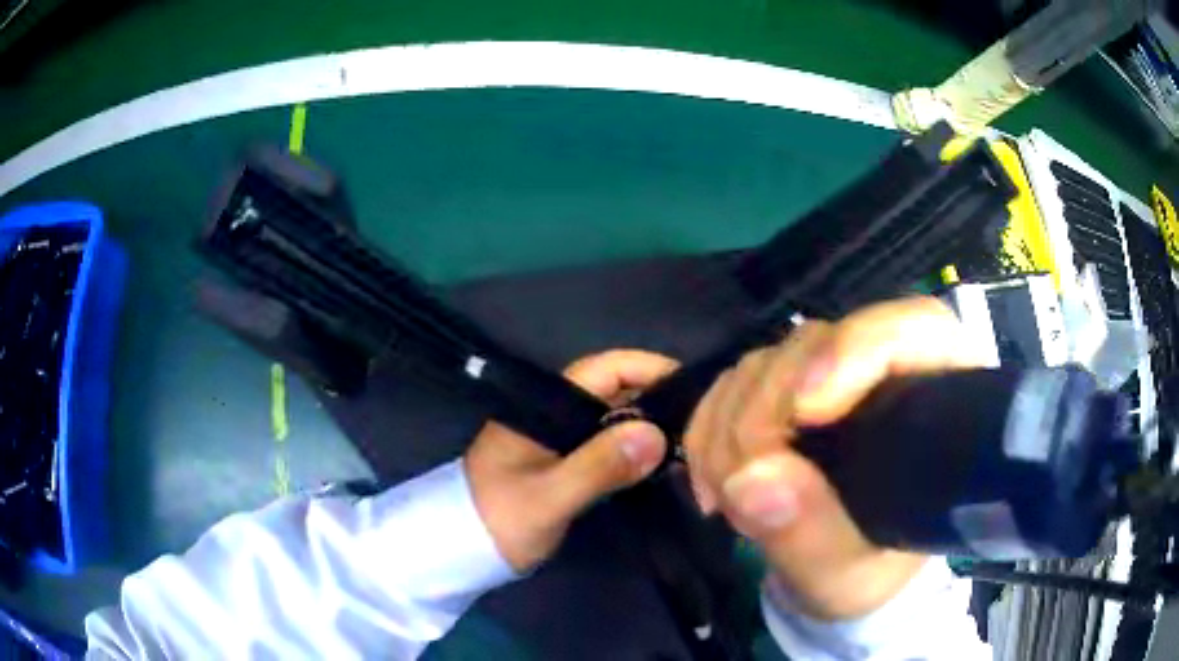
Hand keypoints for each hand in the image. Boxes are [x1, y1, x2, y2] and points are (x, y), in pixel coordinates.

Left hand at [465, 350, 678, 571]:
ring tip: (692, 443)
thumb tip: (657, 435)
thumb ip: (597, 466)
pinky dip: (634, 452)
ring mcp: (559, 439)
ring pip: (614, 420)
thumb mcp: (549, 497)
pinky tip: (661, 466)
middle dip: (658, 399)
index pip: (605, 369)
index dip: (649, 368)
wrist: (461, 549)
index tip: (692, 385)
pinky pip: (607, 446)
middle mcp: (555, 413)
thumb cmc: (499, 519)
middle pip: (615, 391)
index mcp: (545, 405)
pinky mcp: (564, 463)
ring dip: (649, 428)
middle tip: (702, 421)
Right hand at [683, 297, 985, 619]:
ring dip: (728, 428)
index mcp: (936, 399)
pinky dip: (709, 430)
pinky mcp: (786, 390)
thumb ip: (813, 537)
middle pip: (817, 344)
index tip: (805, 411)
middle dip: (766, 411)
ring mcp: (830, 375)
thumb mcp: (849, 573)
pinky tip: (712, 482)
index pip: (912, 328)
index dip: (855, 349)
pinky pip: (731, 384)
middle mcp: (883, 370)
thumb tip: (752, 480)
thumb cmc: (871, 570)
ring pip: (765, 361)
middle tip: (739, 485)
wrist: (843, 571)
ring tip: (724, 499)